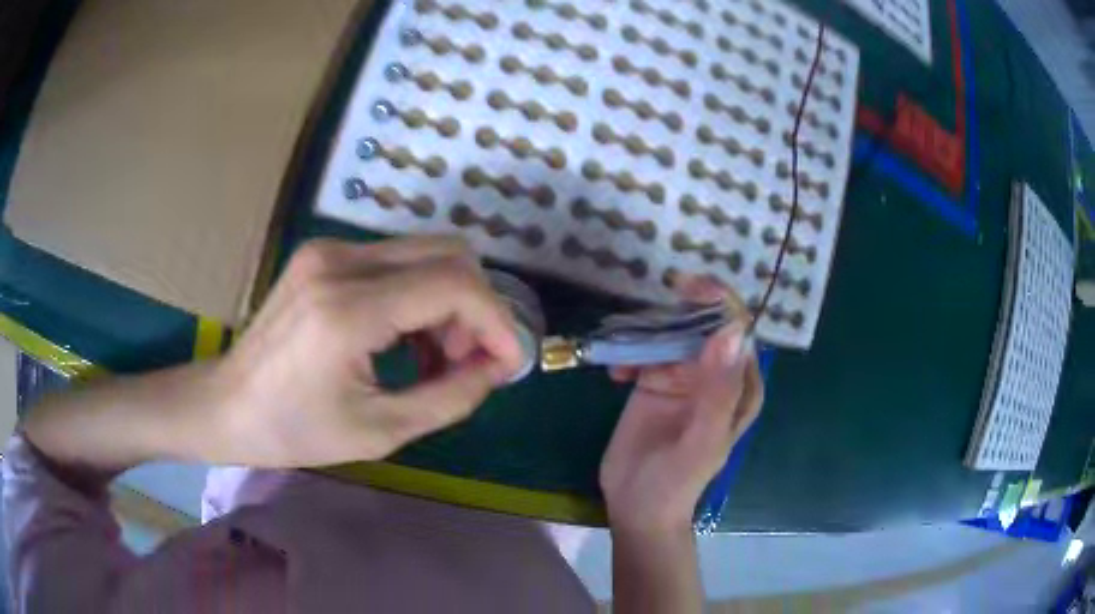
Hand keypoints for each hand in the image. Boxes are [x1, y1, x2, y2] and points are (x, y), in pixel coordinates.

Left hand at [210, 236, 523, 467]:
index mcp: (348, 309)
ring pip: (425, 253)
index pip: (454, 284)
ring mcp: (329, 250)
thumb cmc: (294, 430)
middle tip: (465, 361)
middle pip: (448, 253)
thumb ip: (450, 397)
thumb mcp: (380, 431)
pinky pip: (395, 261)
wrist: (227, 404)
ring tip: (434, 357)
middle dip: (475, 308)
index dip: (496, 321)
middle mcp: (341, 261)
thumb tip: (497, 367)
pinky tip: (405, 338)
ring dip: (448, 302)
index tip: (508, 363)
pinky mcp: (324, 254)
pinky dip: (418, 296)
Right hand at [599, 276, 763, 533]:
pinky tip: (616, 374)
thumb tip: (729, 332)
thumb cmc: (677, 480)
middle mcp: (716, 375)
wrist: (637, 508)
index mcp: (740, 386)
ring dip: (650, 334)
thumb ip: (718, 389)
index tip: (689, 286)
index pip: (737, 332)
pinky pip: (645, 353)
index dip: (719, 304)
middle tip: (657, 299)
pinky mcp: (654, 383)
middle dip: (682, 310)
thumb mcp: (702, 439)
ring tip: (627, 356)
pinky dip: (630, 354)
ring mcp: (684, 377)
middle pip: (704, 326)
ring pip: (672, 335)